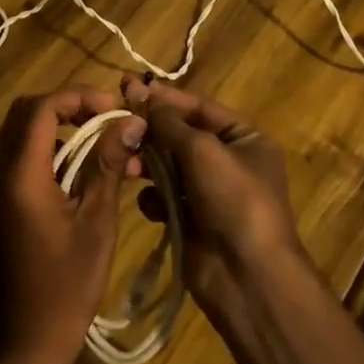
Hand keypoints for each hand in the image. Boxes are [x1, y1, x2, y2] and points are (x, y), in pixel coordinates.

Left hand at [0, 88, 143, 363]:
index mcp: (19, 174)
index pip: (41, 107)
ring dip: (63, 129)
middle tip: (108, 121)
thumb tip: (131, 122)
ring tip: (106, 147)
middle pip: (26, 112)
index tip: (114, 110)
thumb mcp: (96, 223)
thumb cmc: (66, 287)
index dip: (78, 97)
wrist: (24, 343)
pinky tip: (87, 173)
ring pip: (23, 133)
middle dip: (69, 106)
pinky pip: (22, 158)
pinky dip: (53, 151)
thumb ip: (107, 165)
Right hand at [121, 77, 305, 318]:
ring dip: (147, 164)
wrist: (248, 276)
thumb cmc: (233, 199)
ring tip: (125, 164)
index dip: (164, 98)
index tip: (127, 87)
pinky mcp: (193, 221)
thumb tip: (143, 94)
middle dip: (151, 132)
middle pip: (182, 136)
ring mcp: (211, 194)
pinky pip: (166, 199)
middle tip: (115, 122)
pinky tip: (148, 203)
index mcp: (245, 139)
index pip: (199, 108)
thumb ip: (170, 123)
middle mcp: (230, 162)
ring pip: (170, 167)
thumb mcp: (203, 150)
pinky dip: (154, 198)